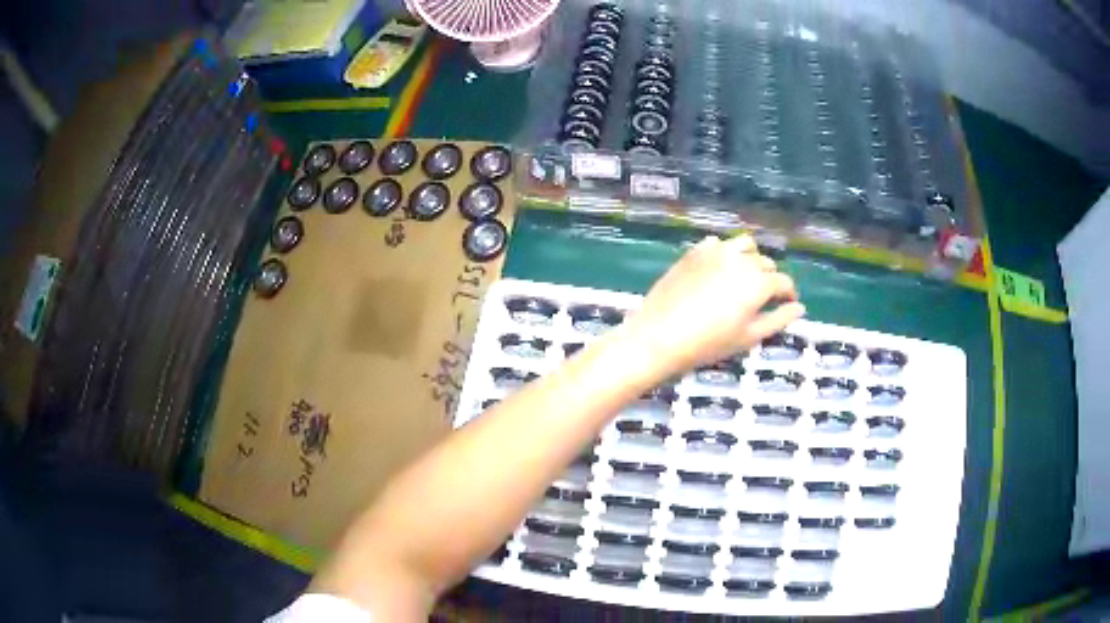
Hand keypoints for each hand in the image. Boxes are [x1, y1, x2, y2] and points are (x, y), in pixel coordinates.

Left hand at [621, 235, 804, 376]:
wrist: (660, 335)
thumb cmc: (709, 343)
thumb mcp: (749, 337)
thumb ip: (778, 320)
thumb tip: (800, 308)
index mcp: (759, 282)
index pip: (783, 282)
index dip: (788, 294)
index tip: (786, 303)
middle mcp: (742, 260)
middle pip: (765, 264)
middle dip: (769, 279)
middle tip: (761, 298)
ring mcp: (717, 252)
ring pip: (745, 246)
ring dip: (750, 258)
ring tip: (744, 278)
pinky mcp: (695, 251)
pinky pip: (718, 244)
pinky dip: (725, 253)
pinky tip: (718, 270)